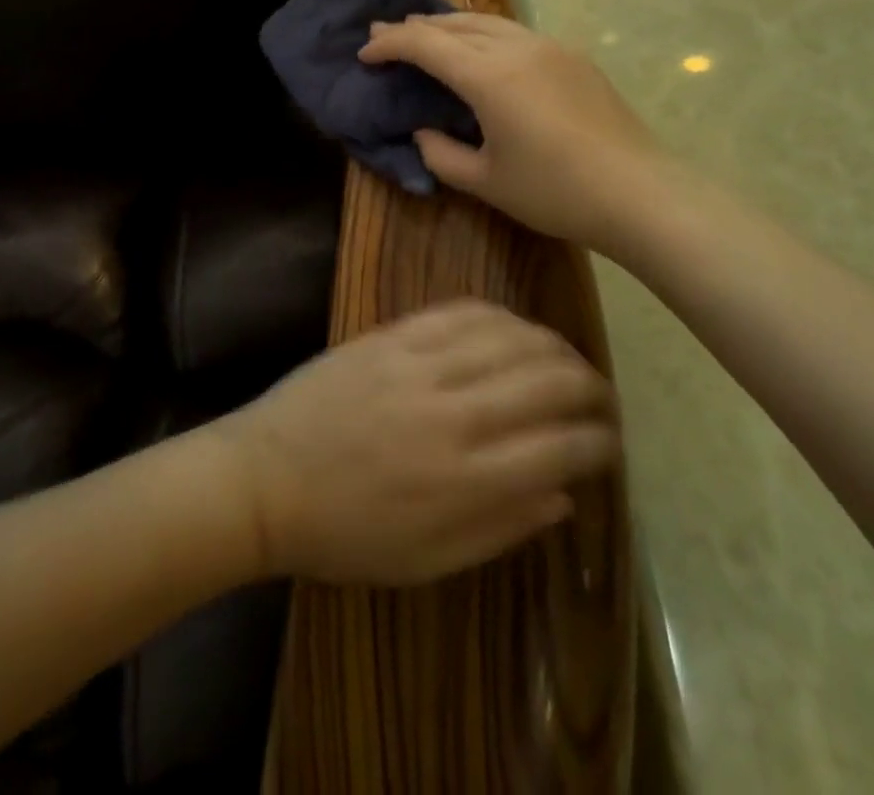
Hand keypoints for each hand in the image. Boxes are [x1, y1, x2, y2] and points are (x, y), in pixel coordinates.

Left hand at [216, 300, 617, 585]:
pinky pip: (460, 312)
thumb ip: (503, 527)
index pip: (562, 446)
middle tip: (599, 395)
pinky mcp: (392, 335)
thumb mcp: (429, 562)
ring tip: (566, 358)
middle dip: (588, 385)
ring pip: (511, 337)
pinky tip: (513, 326)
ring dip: (552, 344)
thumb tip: (565, 493)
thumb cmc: (346, 534)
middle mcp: (455, 413)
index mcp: (468, 480)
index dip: (599, 440)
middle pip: (548, 380)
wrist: (265, 479)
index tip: (609, 440)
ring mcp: (421, 365)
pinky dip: (499, 316)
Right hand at [359, 13, 661, 253]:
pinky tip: (481, 50)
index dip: (390, 44)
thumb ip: (442, 154)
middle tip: (384, 32)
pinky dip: (483, 33)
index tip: (365, 52)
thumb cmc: (555, 192)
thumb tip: (423, 132)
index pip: (426, 44)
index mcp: (490, 76)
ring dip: (450, 24)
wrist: (640, 193)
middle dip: (415, 27)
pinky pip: (515, 32)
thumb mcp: (485, 182)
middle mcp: (517, 48)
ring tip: (427, 31)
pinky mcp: (573, 57)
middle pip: (455, 24)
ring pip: (488, 21)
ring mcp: (550, 47)